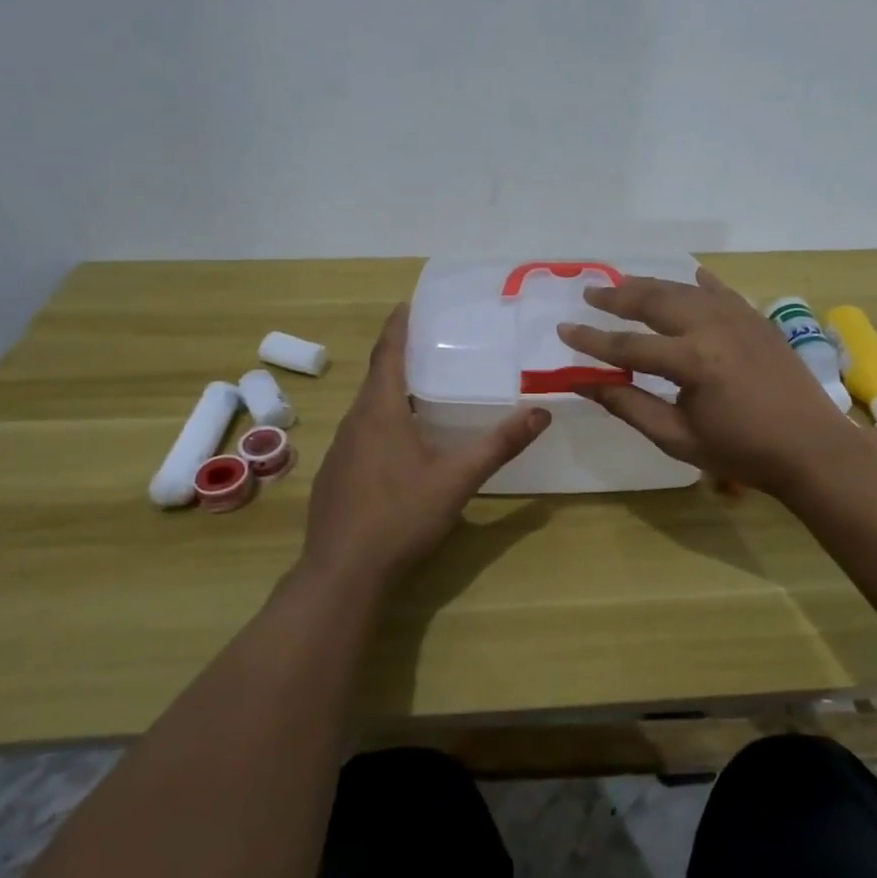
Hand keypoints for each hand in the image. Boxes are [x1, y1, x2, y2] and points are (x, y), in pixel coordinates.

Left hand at [303, 303, 550, 589]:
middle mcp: (355, 422)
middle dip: (399, 356)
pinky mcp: (335, 476)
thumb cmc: (400, 516)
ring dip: (391, 391)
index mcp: (380, 412)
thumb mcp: (457, 479)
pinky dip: (381, 422)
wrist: (342, 573)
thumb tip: (541, 413)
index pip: (387, 354)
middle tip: (430, 343)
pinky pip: (361, 433)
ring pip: (367, 408)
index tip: (408, 304)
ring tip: (421, 388)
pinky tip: (401, 443)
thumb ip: (499, 445)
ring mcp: (340, 450)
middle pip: (377, 378)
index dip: (397, 327)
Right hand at [558, 268, 858, 497]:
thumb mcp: (677, 437)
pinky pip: (721, 292)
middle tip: (590, 293)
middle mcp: (712, 328)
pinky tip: (689, 278)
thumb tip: (584, 382)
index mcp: (692, 361)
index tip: (564, 330)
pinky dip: (700, 284)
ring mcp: (739, 317)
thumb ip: (628, 405)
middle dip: (617, 297)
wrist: (812, 448)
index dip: (592, 341)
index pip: (628, 346)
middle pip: (654, 302)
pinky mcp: (757, 319)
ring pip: (684, 290)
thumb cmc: (741, 451)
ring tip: (624, 284)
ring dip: (651, 286)